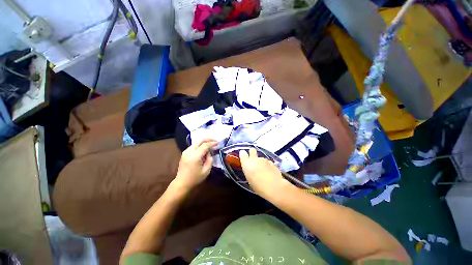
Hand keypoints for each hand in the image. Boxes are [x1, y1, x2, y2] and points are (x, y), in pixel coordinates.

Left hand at [174, 139, 216, 190]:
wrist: (181, 183)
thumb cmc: (195, 178)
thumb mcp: (206, 170)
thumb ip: (210, 159)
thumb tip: (209, 153)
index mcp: (195, 156)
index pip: (205, 145)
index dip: (212, 143)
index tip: (218, 142)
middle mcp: (189, 151)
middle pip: (200, 140)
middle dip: (208, 139)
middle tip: (215, 140)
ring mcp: (186, 151)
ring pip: (197, 142)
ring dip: (204, 142)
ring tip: (211, 144)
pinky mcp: (184, 153)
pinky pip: (194, 146)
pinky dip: (200, 145)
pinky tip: (204, 148)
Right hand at [239, 148, 286, 197]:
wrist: (274, 187)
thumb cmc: (258, 186)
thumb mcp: (249, 179)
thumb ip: (248, 170)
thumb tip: (250, 168)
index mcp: (246, 163)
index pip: (242, 153)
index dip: (243, 154)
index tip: (244, 157)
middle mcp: (254, 159)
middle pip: (252, 150)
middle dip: (252, 153)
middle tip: (253, 160)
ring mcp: (264, 159)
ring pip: (260, 158)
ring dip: (261, 162)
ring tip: (263, 171)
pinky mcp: (271, 162)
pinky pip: (267, 162)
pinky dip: (268, 166)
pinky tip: (270, 173)